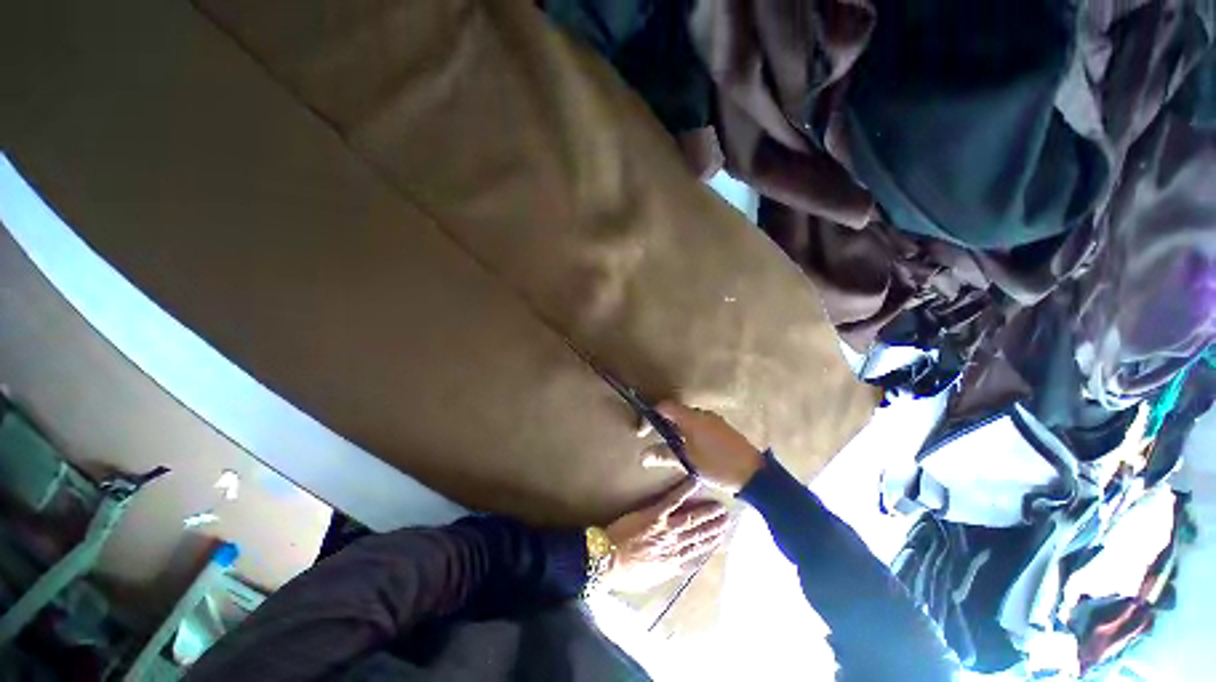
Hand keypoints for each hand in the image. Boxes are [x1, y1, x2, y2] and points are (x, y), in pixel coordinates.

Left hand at [602, 479, 728, 592]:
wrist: (606, 560)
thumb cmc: (624, 572)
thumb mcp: (649, 579)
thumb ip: (666, 571)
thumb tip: (678, 566)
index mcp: (673, 564)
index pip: (698, 553)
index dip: (712, 544)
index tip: (723, 538)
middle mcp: (674, 547)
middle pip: (699, 536)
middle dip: (715, 527)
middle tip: (728, 518)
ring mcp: (665, 530)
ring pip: (692, 520)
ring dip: (707, 513)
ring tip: (720, 506)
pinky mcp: (654, 515)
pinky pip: (673, 501)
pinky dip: (685, 490)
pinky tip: (694, 481)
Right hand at [642, 402, 764, 493]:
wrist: (755, 475)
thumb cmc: (718, 466)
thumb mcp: (688, 462)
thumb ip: (664, 455)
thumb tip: (643, 455)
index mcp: (692, 418)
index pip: (664, 407)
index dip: (650, 417)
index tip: (643, 433)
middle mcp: (703, 414)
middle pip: (677, 412)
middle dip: (664, 425)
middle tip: (658, 442)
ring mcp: (715, 420)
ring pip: (689, 420)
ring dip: (678, 430)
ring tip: (675, 449)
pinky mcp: (723, 428)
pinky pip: (700, 425)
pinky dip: (691, 433)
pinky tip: (693, 450)